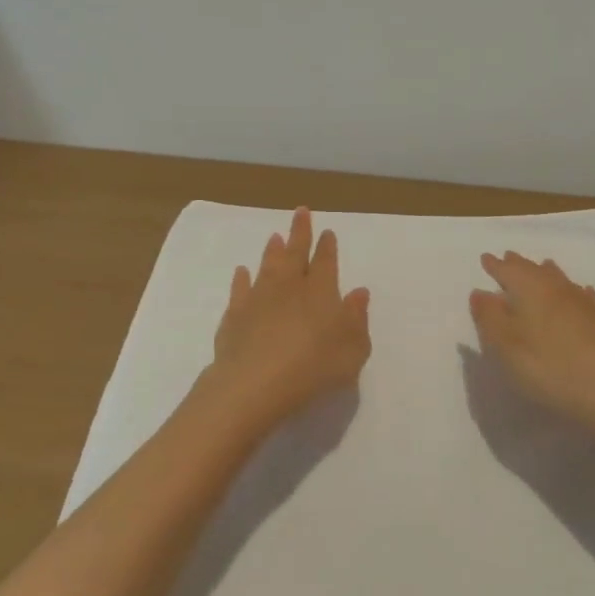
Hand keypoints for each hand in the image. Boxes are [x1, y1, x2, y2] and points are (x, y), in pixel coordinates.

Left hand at [200, 208, 371, 437]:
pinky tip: (242, 272)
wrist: (255, 383)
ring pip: (267, 266)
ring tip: (274, 236)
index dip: (327, 247)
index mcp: (321, 292)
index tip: (327, 231)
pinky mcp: (235, 315)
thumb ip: (357, 320)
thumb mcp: (352, 349)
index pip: (326, 262)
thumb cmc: (314, 367)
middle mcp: (289, 287)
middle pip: (295, 253)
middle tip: (300, 212)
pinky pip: (239, 290)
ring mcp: (259, 298)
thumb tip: (359, 292)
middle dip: (300, 232)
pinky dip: (241, 279)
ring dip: (272, 251)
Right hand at [469, 252, 594, 444]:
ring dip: (548, 273)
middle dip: (519, 264)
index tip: (486, 258)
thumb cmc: (551, 368)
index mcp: (531, 291)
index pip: (508, 271)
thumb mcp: (507, 348)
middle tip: (509, 257)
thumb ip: (490, 318)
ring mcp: (586, 305)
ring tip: (543, 266)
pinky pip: (586, 297)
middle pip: (535, 271)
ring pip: (562, 280)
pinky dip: (577, 292)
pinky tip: (583, 293)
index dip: (495, 266)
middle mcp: (558, 289)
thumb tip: (479, 292)